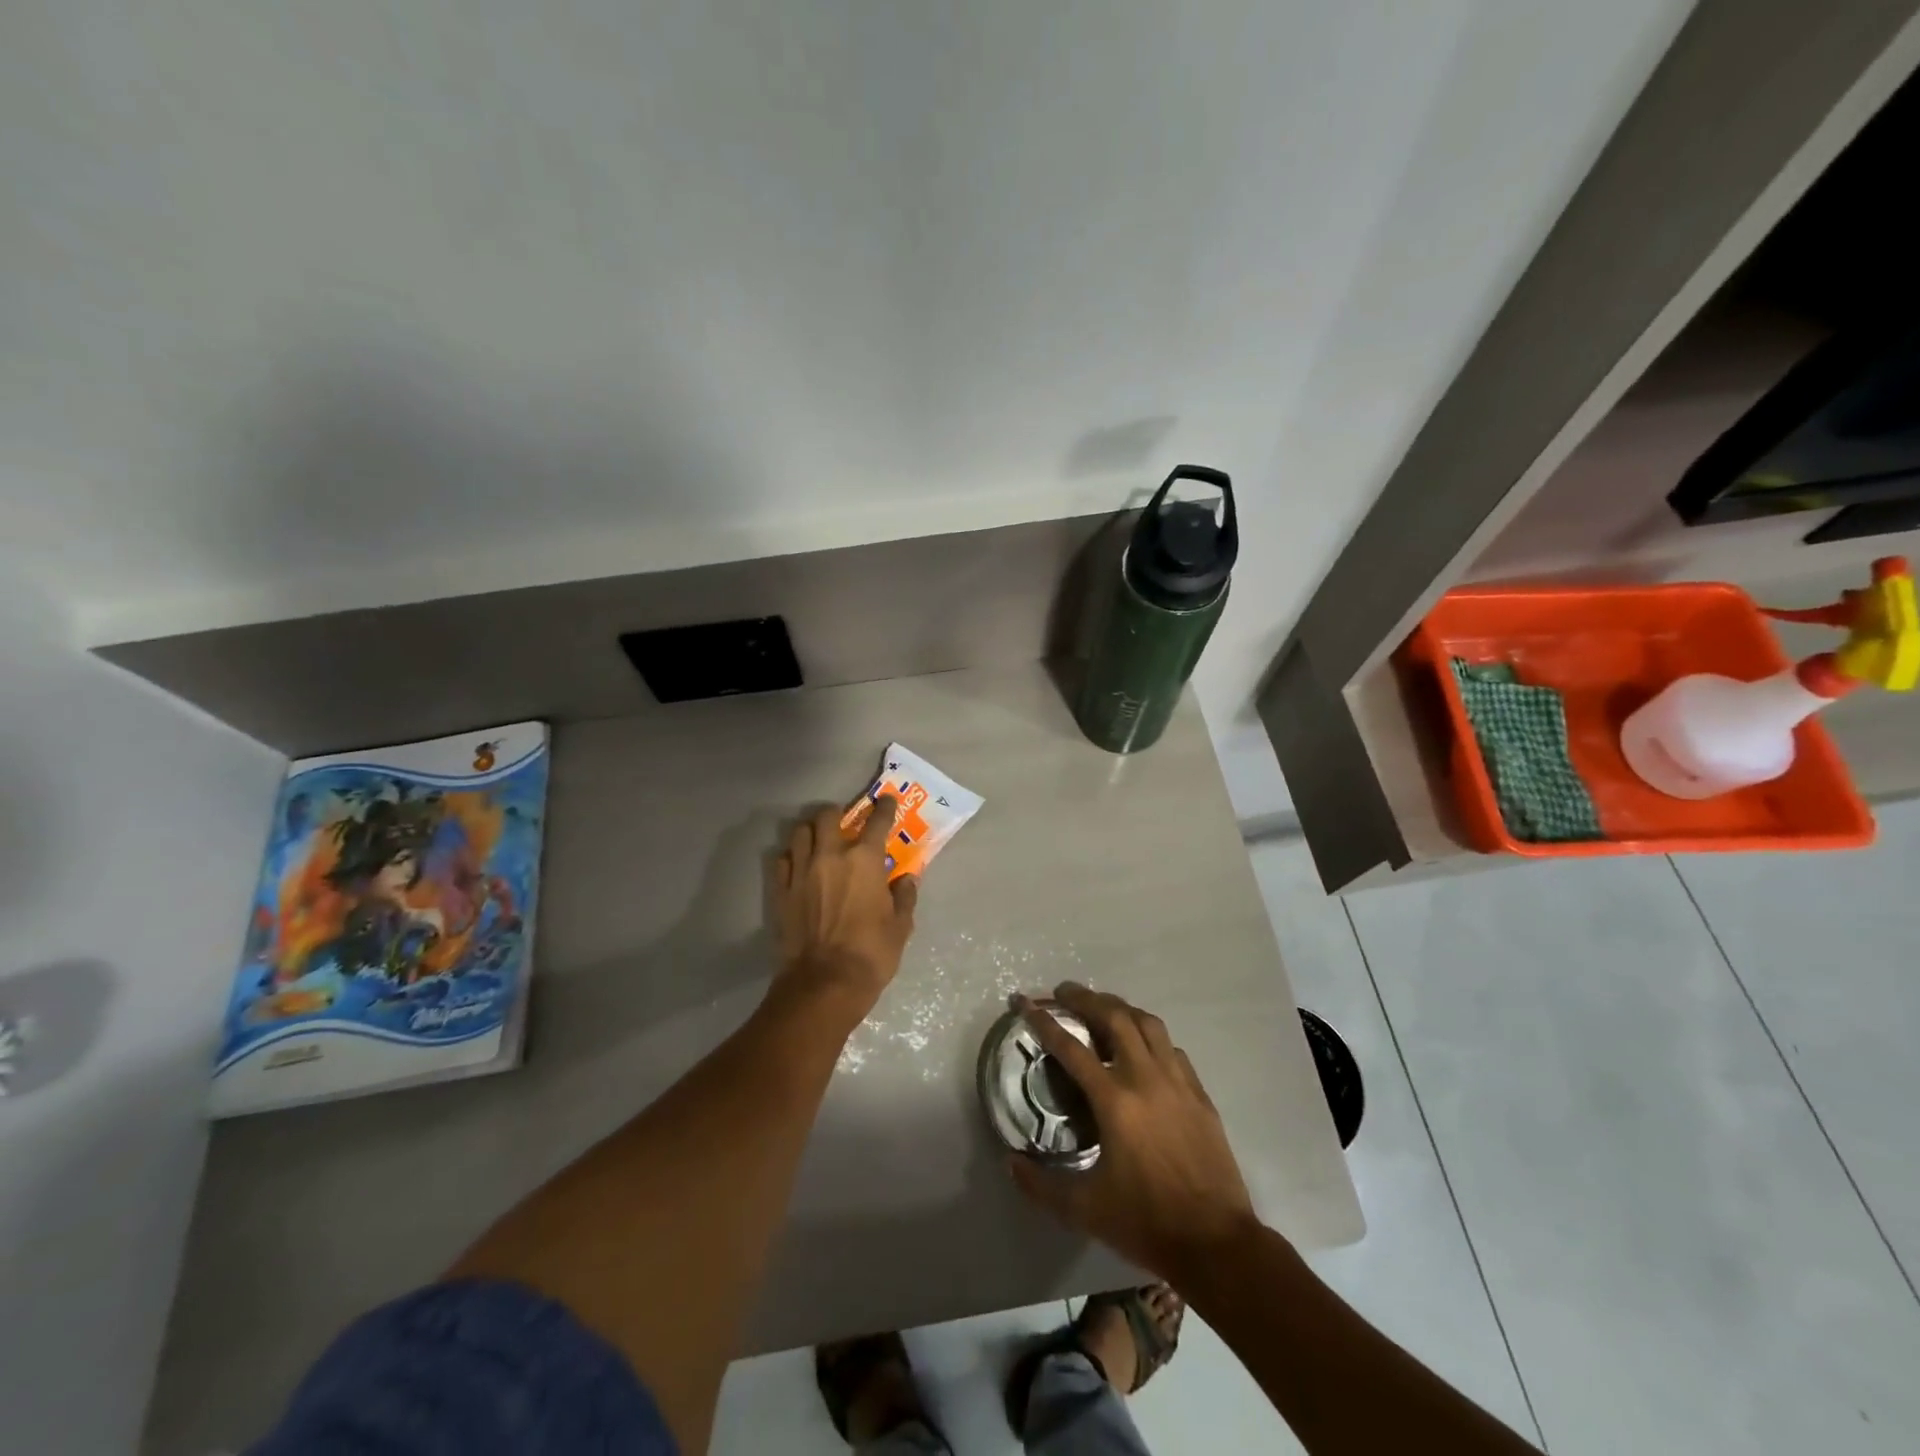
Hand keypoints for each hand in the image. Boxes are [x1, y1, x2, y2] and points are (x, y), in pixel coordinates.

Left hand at [774, 797, 917, 1014]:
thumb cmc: (871, 953)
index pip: (877, 821)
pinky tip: (799, 866)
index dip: (884, 807)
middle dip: (837, 813)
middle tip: (845, 822)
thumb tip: (907, 878)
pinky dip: (792, 857)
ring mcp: (801, 872)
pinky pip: (782, 860)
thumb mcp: (901, 926)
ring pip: (800, 832)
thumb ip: (905, 896)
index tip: (886, 800)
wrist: (824, 983)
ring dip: (811, 831)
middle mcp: (831, 856)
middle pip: (827, 815)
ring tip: (818, 841)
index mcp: (865, 860)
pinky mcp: (782, 891)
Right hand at [1008, 982, 1256, 1280]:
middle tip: (1063, 993)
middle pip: (1114, 1017)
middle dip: (1085, 998)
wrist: (1218, 1243)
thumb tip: (1010, 1163)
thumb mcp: (1086, 1210)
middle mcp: (1146, 1078)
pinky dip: (1151, 1037)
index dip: (1043, 1021)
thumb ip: (1042, 1185)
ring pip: (1148, 1024)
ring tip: (1102, 1008)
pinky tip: (1143, 1049)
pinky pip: (1172, 1049)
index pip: (1071, 1047)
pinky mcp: (1200, 1094)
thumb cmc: (1147, 1223)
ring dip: (1121, 1008)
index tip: (1024, 1002)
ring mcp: (1178, 1082)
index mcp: (1115, 1101)